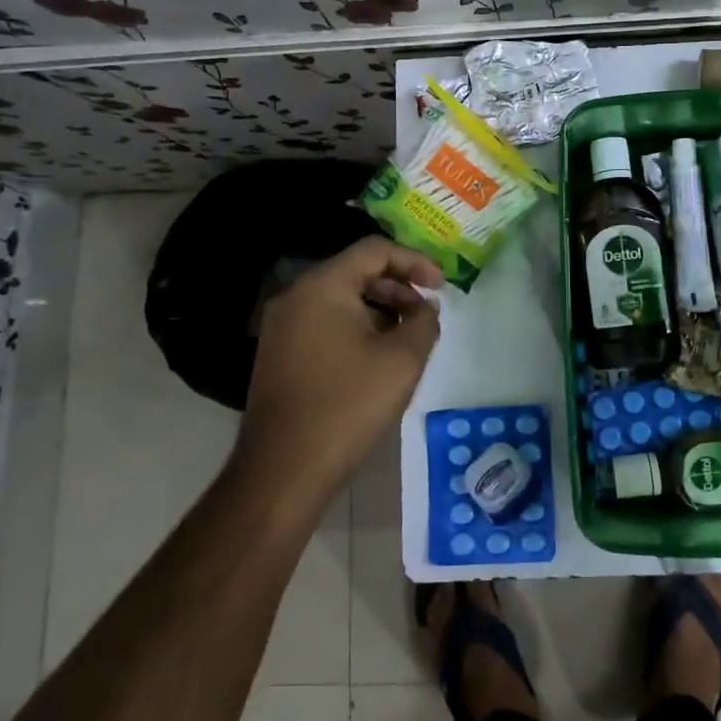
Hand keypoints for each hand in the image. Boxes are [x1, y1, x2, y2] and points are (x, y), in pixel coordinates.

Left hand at [239, 237, 443, 500]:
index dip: (414, 261)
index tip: (441, 286)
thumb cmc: (348, 405)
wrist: (284, 469)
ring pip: (340, 299)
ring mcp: (281, 326)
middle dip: (398, 287)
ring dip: (379, 309)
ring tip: (407, 337)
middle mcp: (295, 296)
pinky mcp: (278, 353)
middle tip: (426, 313)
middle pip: (355, 272)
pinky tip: (377, 357)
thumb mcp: (402, 360)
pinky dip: (356, 327)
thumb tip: (425, 308)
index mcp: (322, 286)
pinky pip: (324, 323)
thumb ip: (424, 322)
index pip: (374, 250)